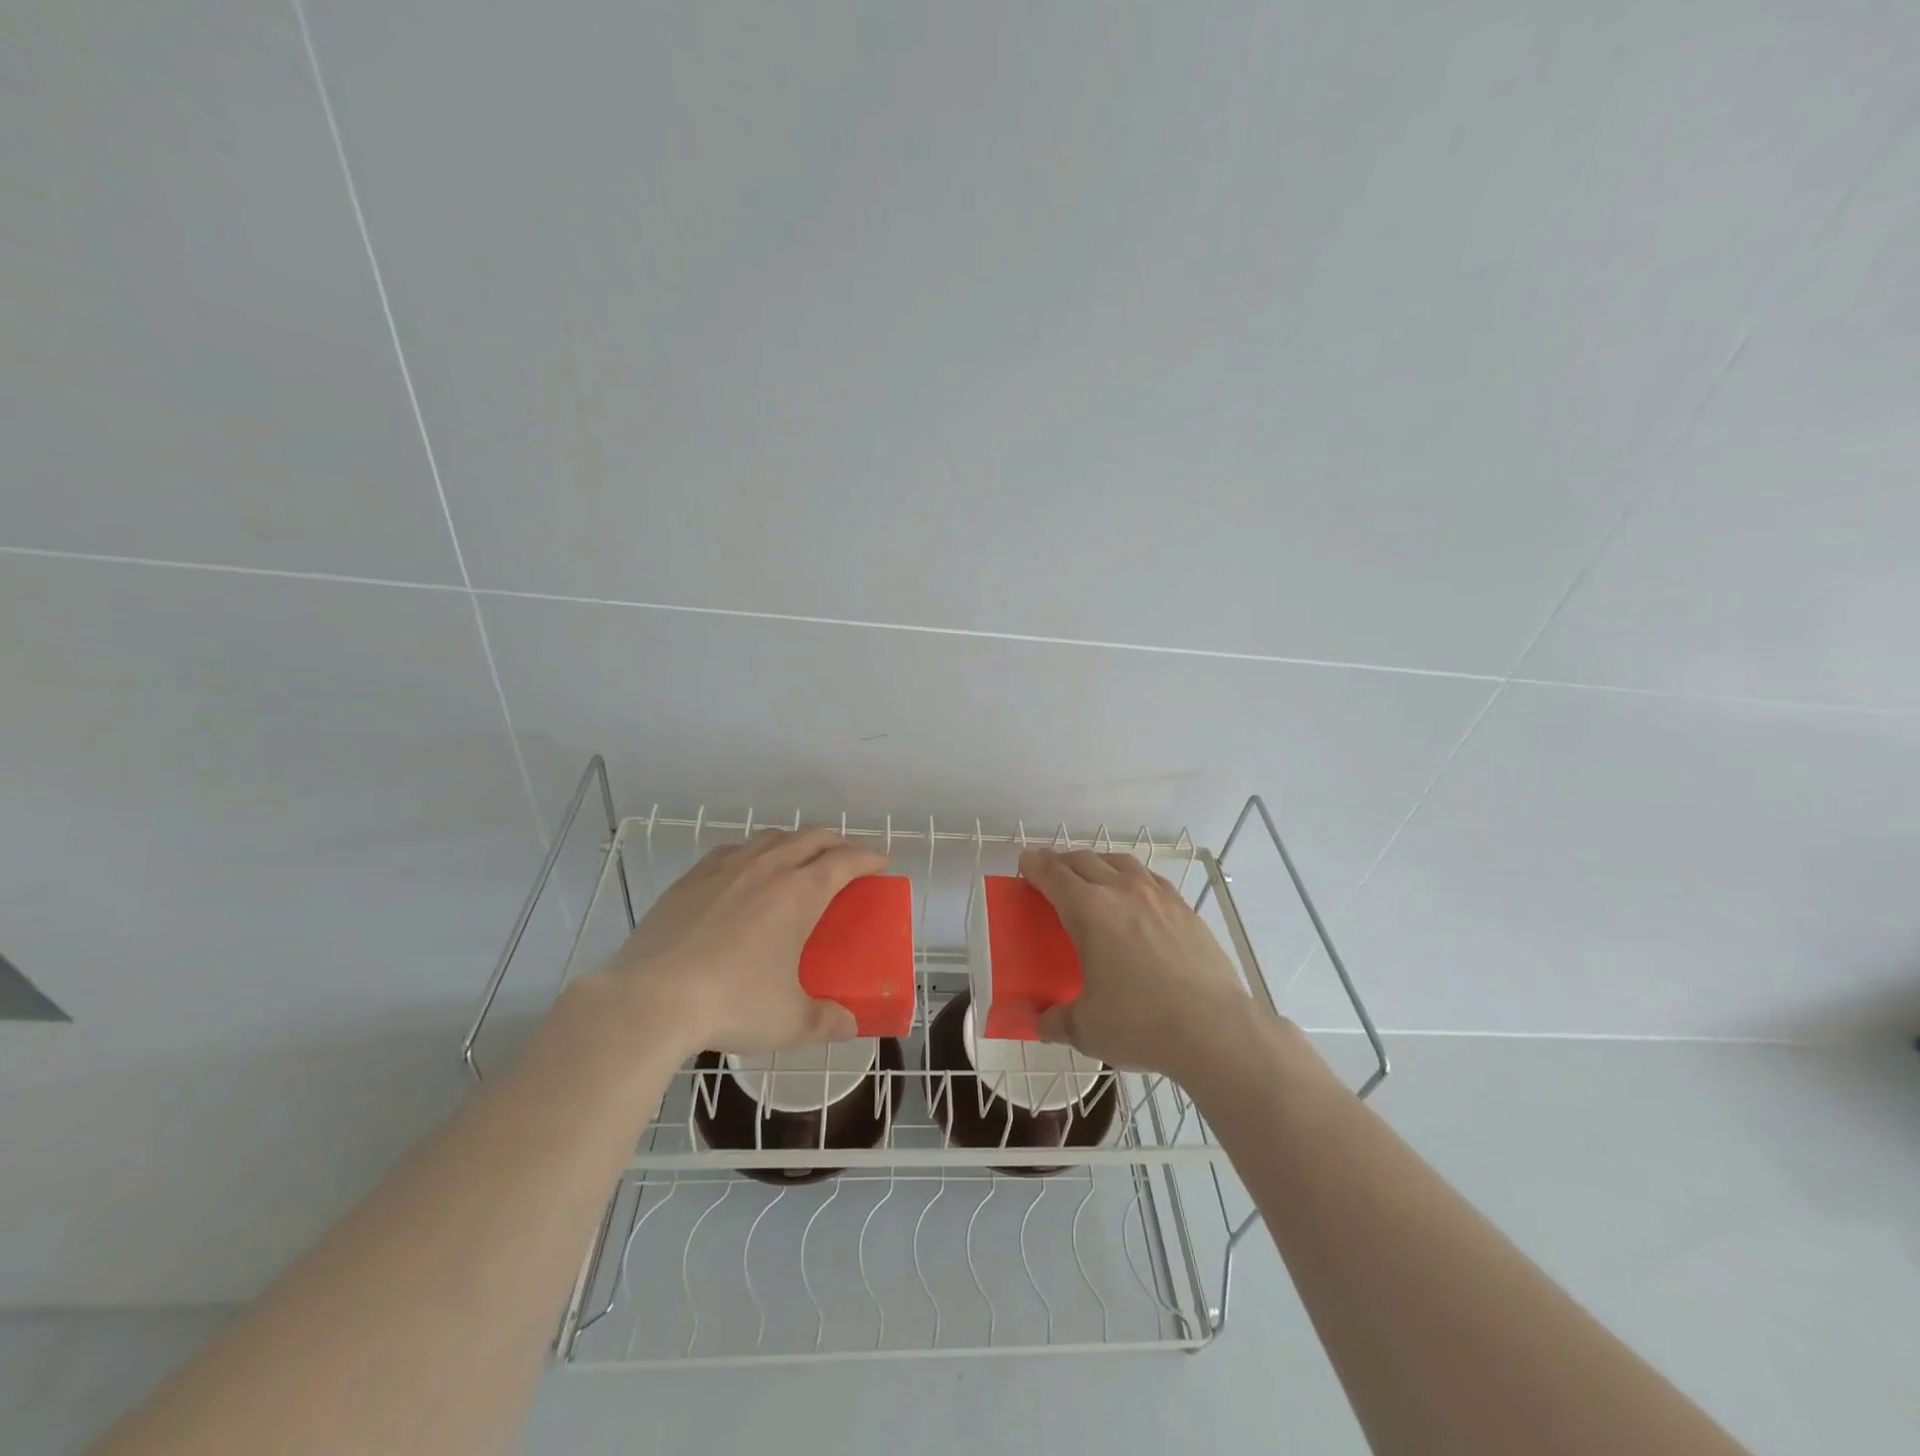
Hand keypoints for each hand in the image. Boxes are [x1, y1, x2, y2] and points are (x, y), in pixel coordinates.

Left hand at [607, 828, 888, 1055]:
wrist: (650, 1000)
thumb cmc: (732, 1005)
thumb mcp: (790, 1022)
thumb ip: (827, 1021)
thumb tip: (849, 1025)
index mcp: (800, 893)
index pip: (845, 860)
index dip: (868, 856)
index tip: (881, 861)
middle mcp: (767, 868)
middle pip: (811, 838)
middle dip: (836, 842)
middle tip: (846, 859)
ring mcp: (725, 868)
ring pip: (771, 838)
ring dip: (795, 842)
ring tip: (799, 860)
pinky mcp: (691, 879)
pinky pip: (732, 850)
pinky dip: (753, 851)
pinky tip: (746, 870)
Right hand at [1021, 847, 1255, 1082]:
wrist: (1214, 1029)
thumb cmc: (1140, 1024)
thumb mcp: (1086, 1029)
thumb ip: (1055, 1021)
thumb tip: (1038, 1022)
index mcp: (1089, 911)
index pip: (1053, 874)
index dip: (1035, 864)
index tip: (1026, 861)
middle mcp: (1121, 891)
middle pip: (1084, 860)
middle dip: (1062, 862)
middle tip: (1052, 874)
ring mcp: (1158, 896)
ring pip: (1120, 862)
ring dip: (1098, 863)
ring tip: (1093, 878)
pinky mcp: (1185, 909)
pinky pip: (1150, 879)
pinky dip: (1133, 878)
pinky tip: (1136, 897)